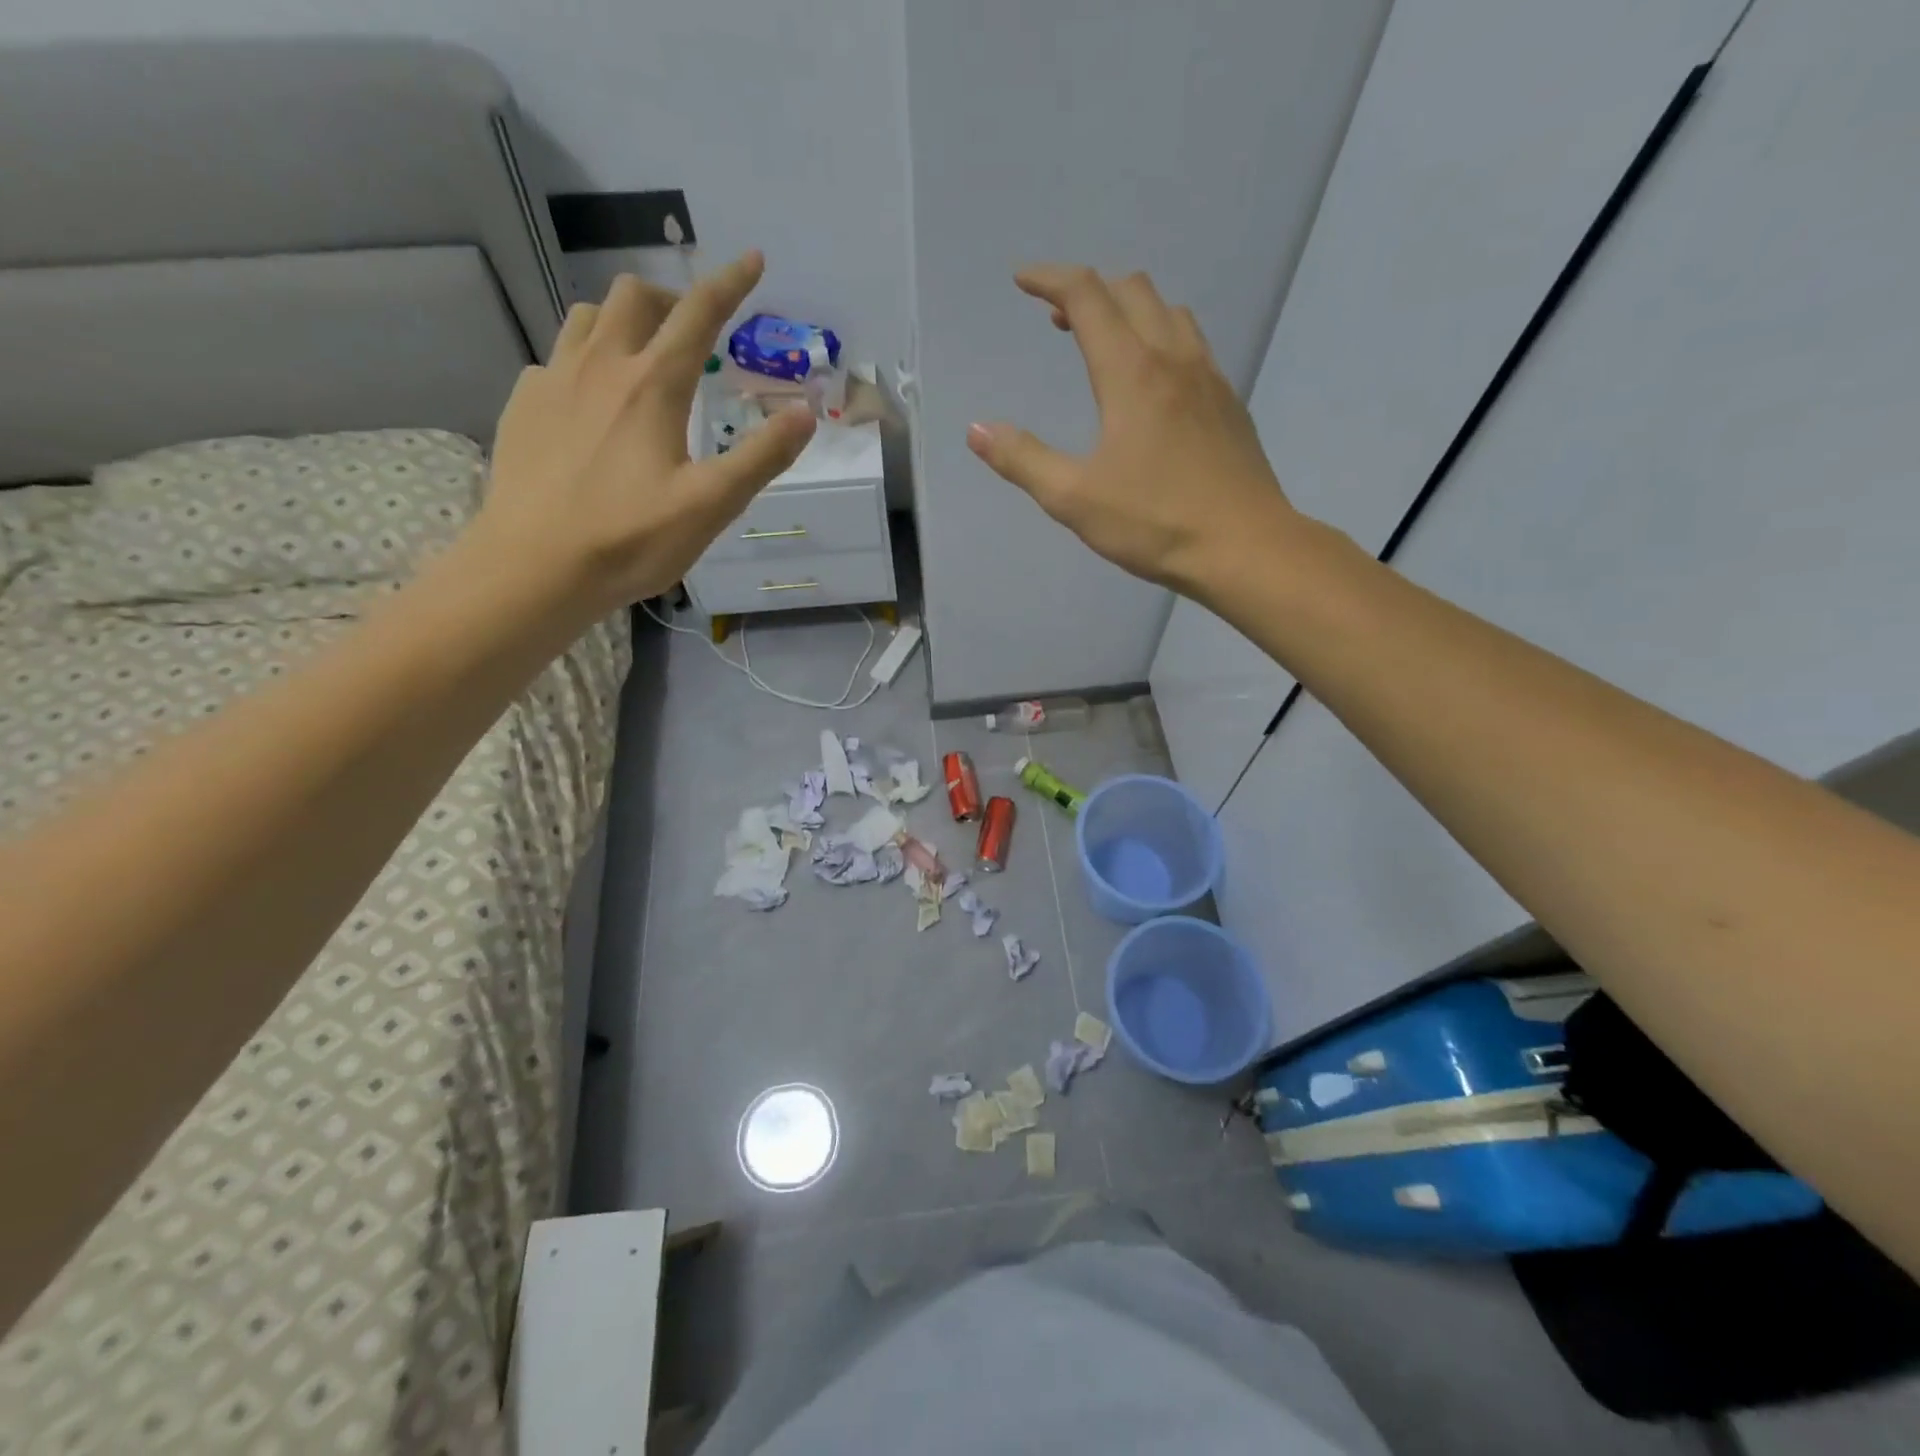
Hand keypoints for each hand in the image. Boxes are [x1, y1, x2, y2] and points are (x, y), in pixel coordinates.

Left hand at [474, 251, 815, 616]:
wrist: (535, 567)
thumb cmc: (632, 539)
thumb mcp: (712, 505)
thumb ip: (762, 456)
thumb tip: (805, 412)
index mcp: (654, 386)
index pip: (698, 315)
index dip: (729, 284)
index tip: (752, 260)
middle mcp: (601, 366)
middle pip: (632, 296)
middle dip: (669, 298)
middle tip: (691, 332)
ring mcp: (554, 381)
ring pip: (586, 316)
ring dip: (621, 320)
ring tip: (640, 356)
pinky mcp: (523, 406)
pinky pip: (555, 358)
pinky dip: (583, 361)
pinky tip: (590, 402)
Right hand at [966, 265, 1299, 593]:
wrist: (1245, 547)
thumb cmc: (1155, 524)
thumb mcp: (1074, 500)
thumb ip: (1023, 460)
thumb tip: (977, 429)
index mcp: (1131, 373)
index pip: (1087, 297)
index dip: (1050, 279)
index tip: (1022, 280)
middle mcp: (1173, 359)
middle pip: (1131, 291)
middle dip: (1089, 290)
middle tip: (1056, 319)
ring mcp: (1209, 378)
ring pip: (1168, 312)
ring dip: (1129, 309)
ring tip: (1104, 341)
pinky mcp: (1229, 403)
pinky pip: (1192, 343)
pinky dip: (1161, 336)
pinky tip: (1153, 379)